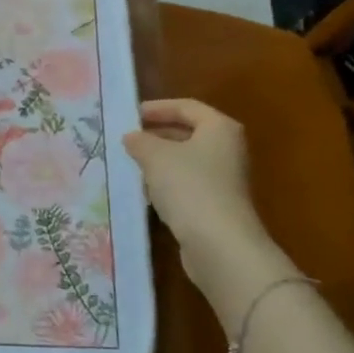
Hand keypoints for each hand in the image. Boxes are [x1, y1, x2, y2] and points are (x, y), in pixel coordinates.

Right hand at [123, 98, 286, 307]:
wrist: (220, 246)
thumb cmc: (190, 187)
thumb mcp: (156, 156)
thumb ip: (140, 141)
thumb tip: (132, 137)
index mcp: (219, 128)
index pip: (186, 106)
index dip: (156, 108)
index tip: (129, 116)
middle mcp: (227, 150)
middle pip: (187, 133)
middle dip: (155, 135)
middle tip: (126, 140)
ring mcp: (224, 180)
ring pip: (185, 161)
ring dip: (158, 162)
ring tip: (129, 164)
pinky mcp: (217, 206)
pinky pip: (187, 186)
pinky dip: (166, 185)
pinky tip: (145, 193)